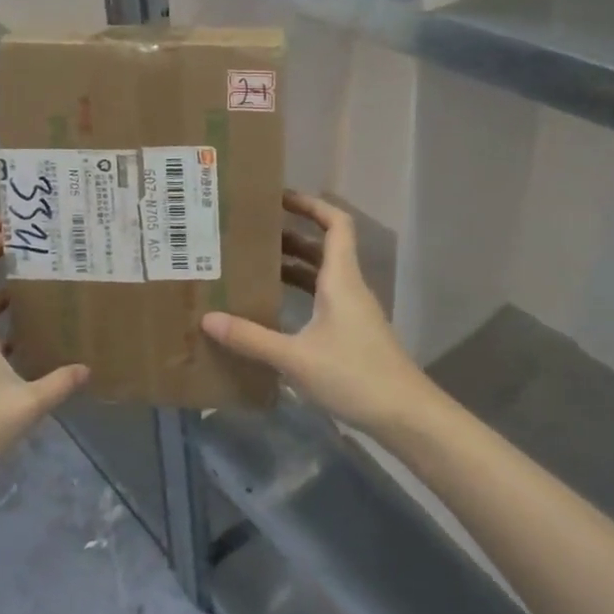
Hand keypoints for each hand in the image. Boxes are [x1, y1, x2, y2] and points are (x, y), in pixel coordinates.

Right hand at [202, 192, 432, 437]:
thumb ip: (251, 338)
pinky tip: (275, 310)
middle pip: (324, 248)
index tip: (280, 198)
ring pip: (322, 276)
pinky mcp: (353, 335)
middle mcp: (349, 288)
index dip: (311, 205)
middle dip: (291, 236)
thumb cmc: (354, 375)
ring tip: (255, 266)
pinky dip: (300, 296)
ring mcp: (354, 313)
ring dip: (293, 267)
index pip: (335, 224)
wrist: (405, 416)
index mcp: (341, 279)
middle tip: (252, 234)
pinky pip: (323, 301)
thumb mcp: (295, 357)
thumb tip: (208, 319)